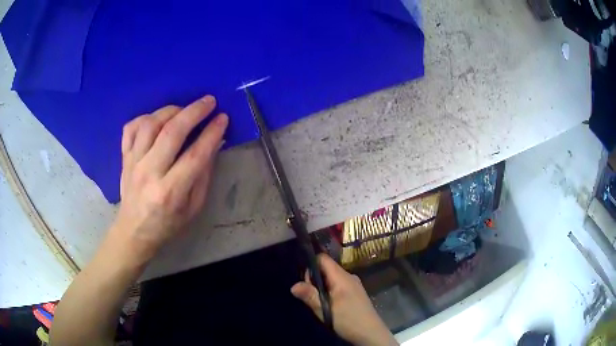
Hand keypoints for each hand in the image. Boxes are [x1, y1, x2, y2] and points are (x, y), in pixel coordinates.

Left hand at [110, 95, 227, 263]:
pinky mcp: (124, 158)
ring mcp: (133, 163)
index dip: (211, 133)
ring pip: (150, 125)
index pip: (194, 155)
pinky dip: (145, 117)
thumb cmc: (167, 224)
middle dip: (194, 112)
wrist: (134, 231)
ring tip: (183, 110)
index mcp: (170, 192)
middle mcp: (149, 173)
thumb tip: (213, 143)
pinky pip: (131, 128)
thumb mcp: (193, 207)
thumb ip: (203, 175)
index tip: (223, 118)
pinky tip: (157, 119)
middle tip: (209, 102)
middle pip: (171, 133)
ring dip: (171, 110)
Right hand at [291, 254, 397, 345]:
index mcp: (342, 277)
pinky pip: (337, 284)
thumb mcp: (325, 310)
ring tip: (317, 301)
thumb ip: (310, 296)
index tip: (303, 280)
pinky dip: (329, 290)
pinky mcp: (354, 293)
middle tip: (309, 295)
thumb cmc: (348, 320)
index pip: (323, 258)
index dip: (311, 264)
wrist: (370, 333)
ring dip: (321, 286)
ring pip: (331, 278)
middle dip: (314, 278)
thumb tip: (293, 286)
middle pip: (326, 268)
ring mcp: (353, 284)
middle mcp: (348, 276)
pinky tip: (327, 304)